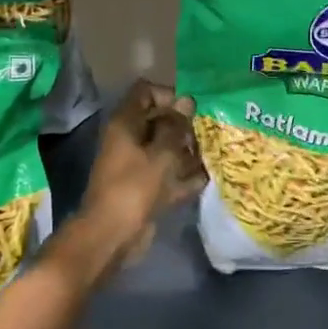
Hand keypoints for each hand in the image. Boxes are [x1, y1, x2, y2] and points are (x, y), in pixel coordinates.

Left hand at [79, 80, 205, 263]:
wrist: (113, 235)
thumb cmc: (135, 187)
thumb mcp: (161, 153)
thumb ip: (176, 127)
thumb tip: (187, 101)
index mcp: (125, 123)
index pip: (146, 92)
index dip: (169, 95)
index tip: (191, 109)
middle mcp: (129, 140)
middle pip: (159, 121)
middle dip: (185, 126)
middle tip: (209, 133)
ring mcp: (137, 165)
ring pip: (166, 150)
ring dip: (188, 152)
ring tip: (214, 153)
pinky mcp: (146, 189)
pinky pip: (168, 175)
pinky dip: (185, 177)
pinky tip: (207, 178)